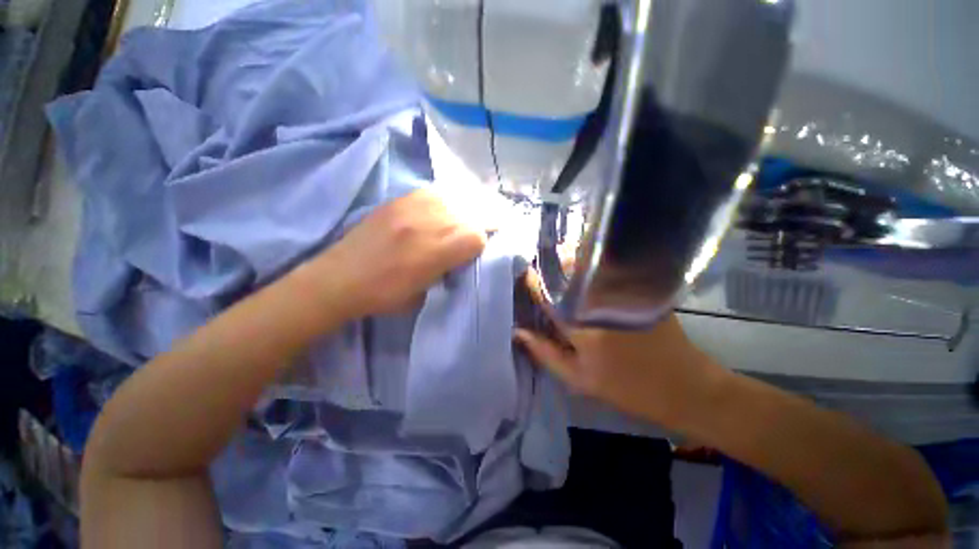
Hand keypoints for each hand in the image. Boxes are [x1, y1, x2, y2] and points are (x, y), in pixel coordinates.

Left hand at [313, 189, 487, 316]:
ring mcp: (411, 208)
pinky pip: (433, 192)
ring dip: (463, 210)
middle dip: (479, 224)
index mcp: (433, 253)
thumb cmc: (384, 295)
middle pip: (469, 214)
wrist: (340, 279)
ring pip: (454, 199)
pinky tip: (442, 211)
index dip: (481, 243)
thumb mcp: (425, 294)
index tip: (475, 251)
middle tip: (477, 232)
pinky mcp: (398, 201)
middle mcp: (426, 224)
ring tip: (462, 220)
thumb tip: (460, 256)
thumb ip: (448, 271)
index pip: (476, 236)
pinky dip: (445, 201)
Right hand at [514, 273, 726, 428]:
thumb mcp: (580, 379)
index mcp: (580, 323)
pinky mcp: (638, 287)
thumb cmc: (628, 388)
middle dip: (550, 265)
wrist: (687, 387)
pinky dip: (591, 268)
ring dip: (569, 262)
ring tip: (558, 267)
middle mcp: (598, 299)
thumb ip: (545, 353)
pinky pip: (606, 270)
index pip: (547, 292)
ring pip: (586, 266)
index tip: (523, 274)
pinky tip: (585, 275)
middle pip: (566, 270)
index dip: (532, 280)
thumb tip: (518, 332)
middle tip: (539, 269)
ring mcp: (621, 290)